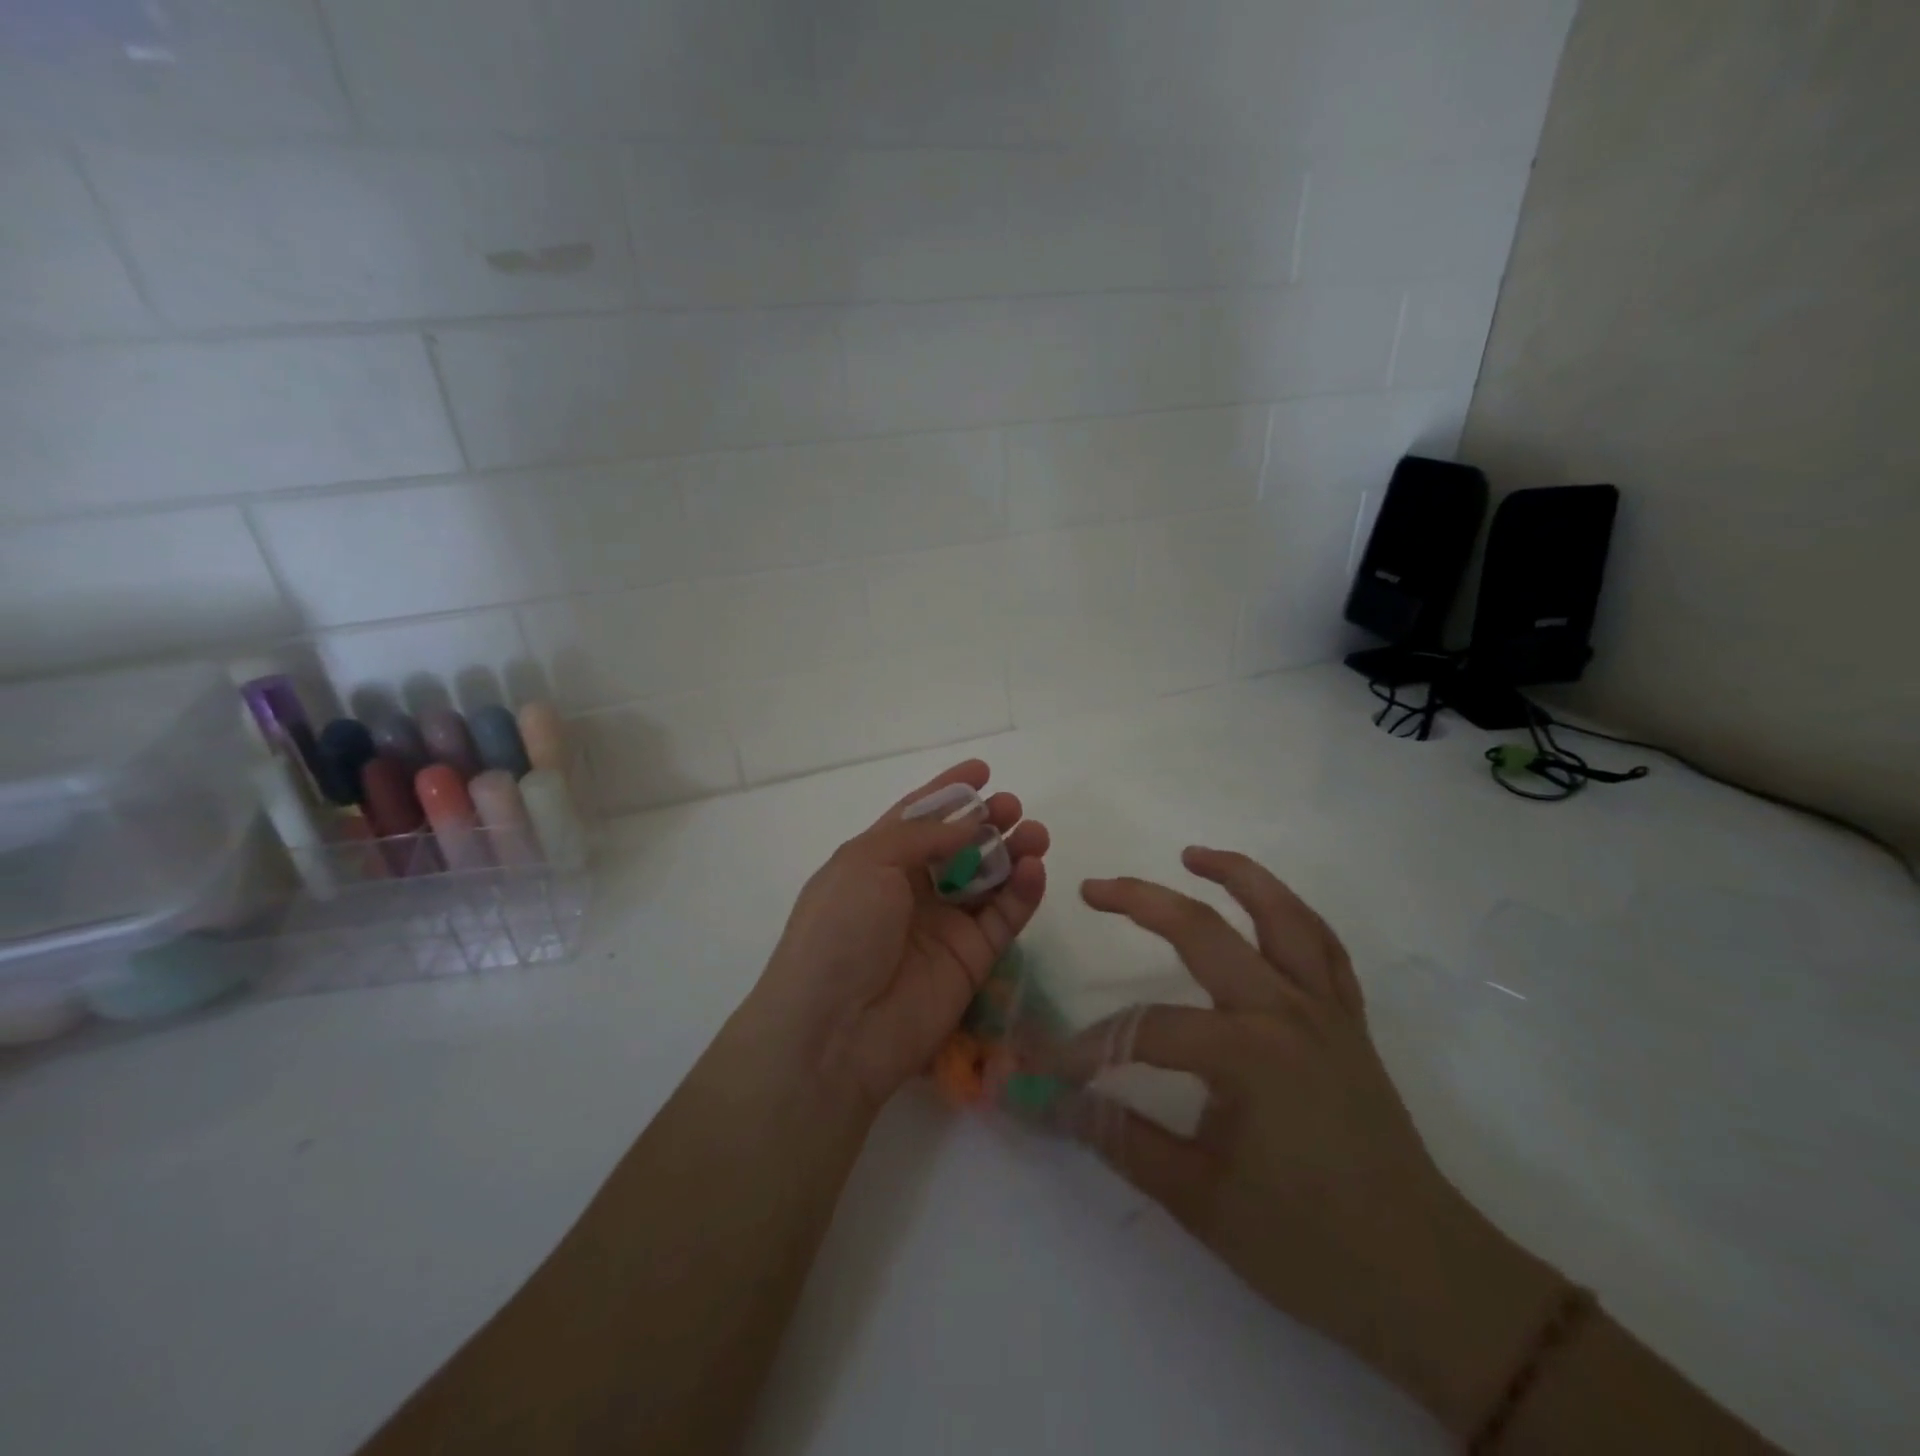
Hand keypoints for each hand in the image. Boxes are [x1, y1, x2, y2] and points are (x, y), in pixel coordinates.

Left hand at [750, 761, 1049, 1112]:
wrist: (836, 1029)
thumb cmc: (840, 930)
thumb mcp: (867, 862)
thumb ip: (922, 836)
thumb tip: (968, 822)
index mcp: (877, 861)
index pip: (918, 817)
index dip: (949, 792)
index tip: (982, 770)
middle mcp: (911, 890)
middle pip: (960, 845)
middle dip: (987, 821)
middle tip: (1013, 807)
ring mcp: (943, 925)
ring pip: (988, 879)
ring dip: (1013, 852)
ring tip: (1035, 833)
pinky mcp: (972, 959)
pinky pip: (1004, 918)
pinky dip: (1022, 892)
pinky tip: (1034, 869)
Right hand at [1057, 848, 1564, 1437]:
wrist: (1429, 1283)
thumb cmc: (1309, 1247)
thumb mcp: (1199, 1198)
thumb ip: (1120, 1138)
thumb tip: (1050, 1103)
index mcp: (1247, 1052)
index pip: (1144, 1030)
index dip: (1085, 1047)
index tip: (1042, 1065)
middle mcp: (1286, 1010)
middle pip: (1202, 930)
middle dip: (1140, 901)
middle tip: (1093, 889)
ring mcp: (1325, 1009)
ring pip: (1280, 914)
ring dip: (1236, 875)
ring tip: (1192, 855)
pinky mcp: (1350, 1020)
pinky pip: (1323, 947)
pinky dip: (1291, 913)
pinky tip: (1266, 907)